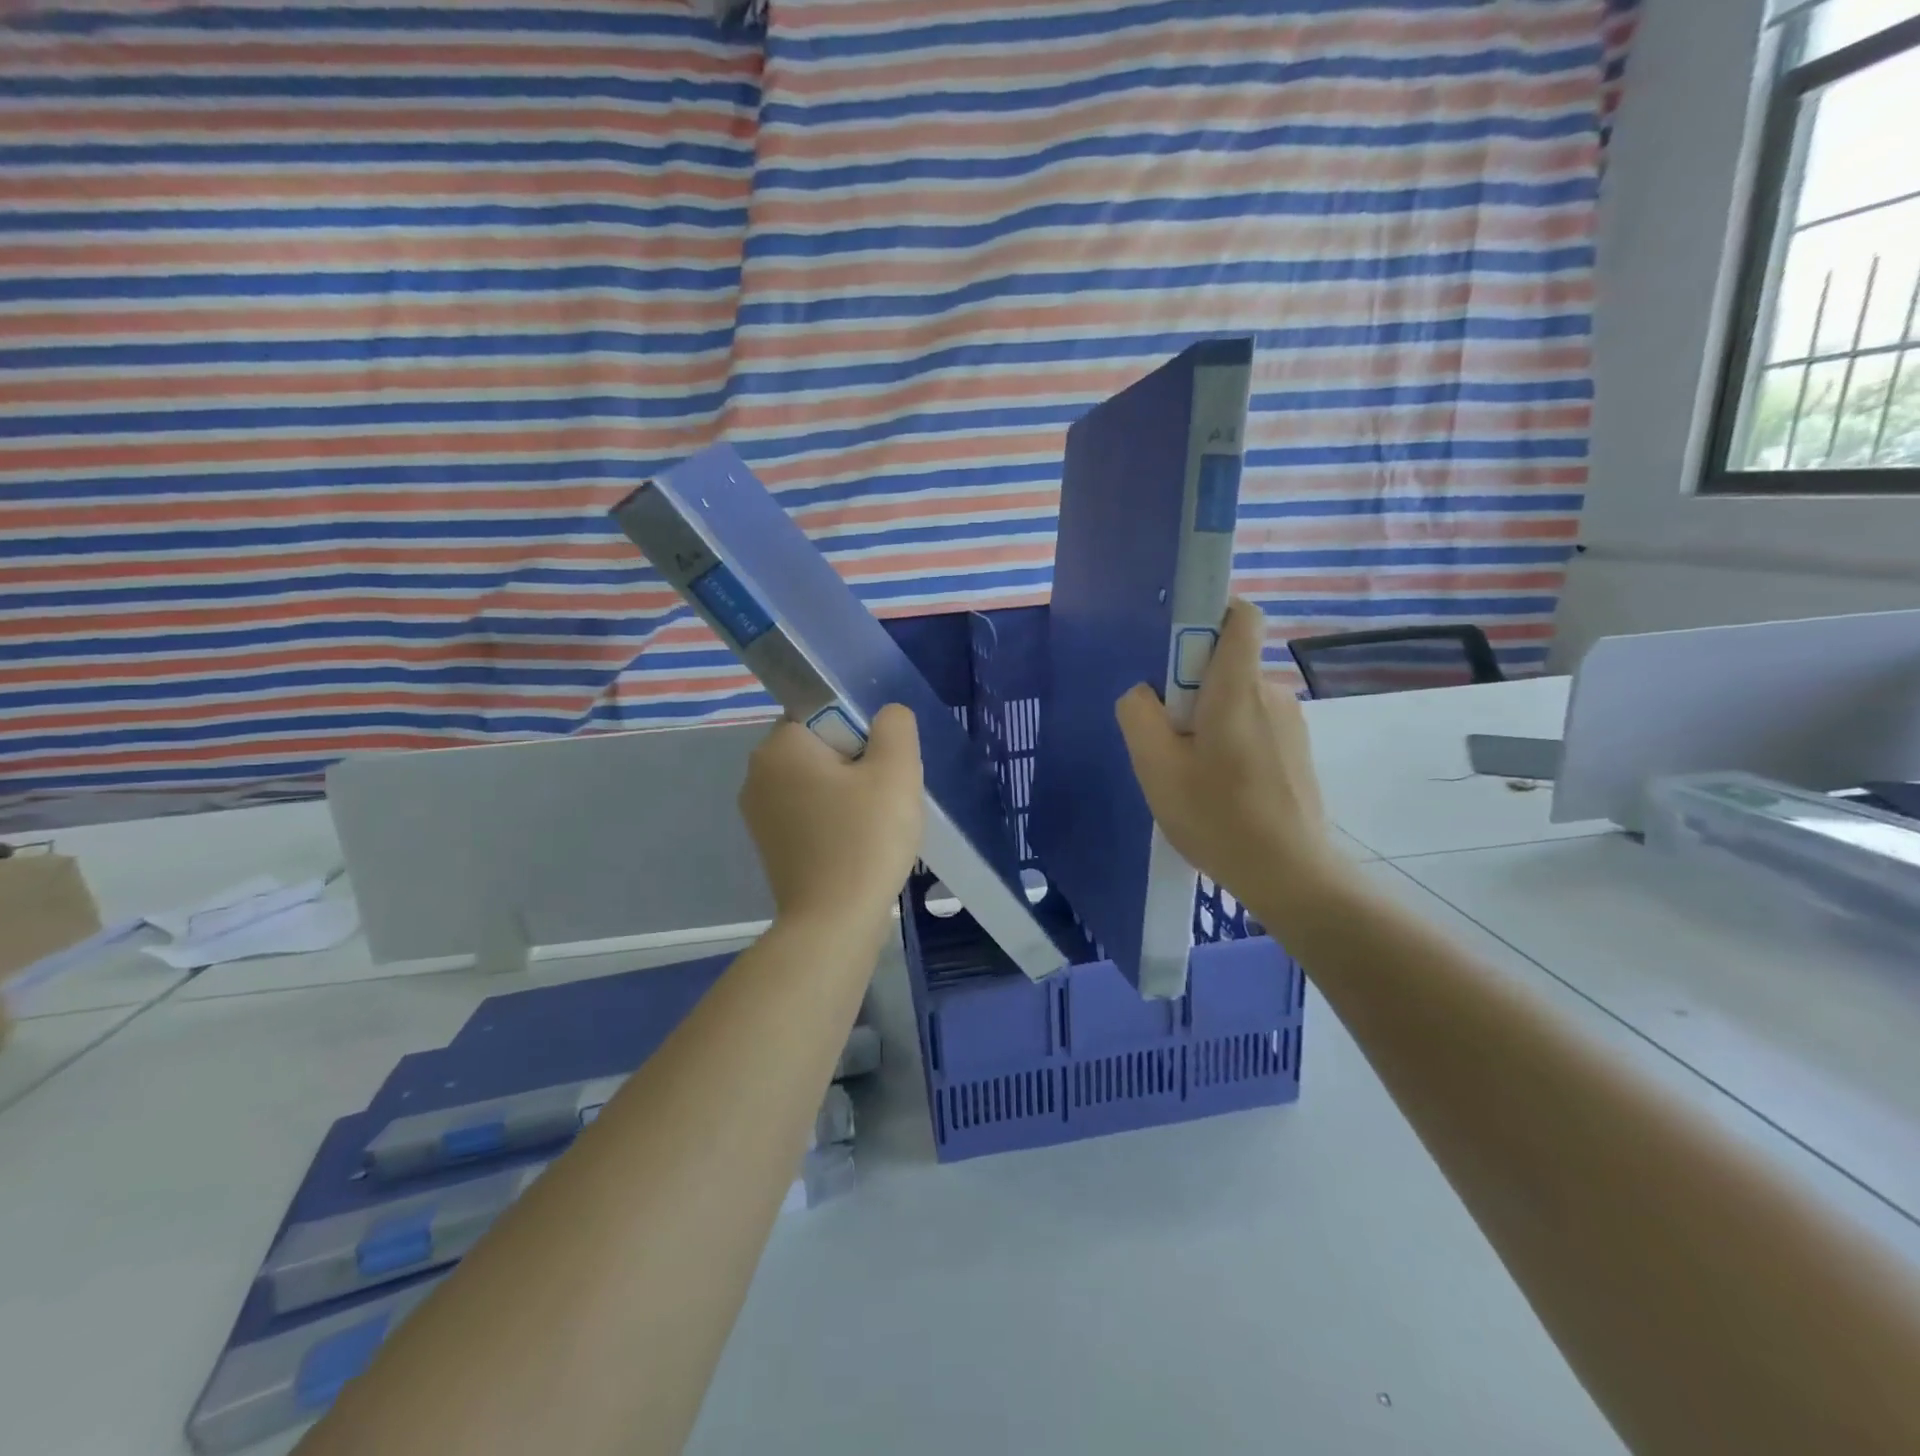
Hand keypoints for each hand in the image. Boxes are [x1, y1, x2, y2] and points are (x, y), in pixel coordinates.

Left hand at [739, 704, 924, 928]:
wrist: (834, 923)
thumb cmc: (865, 839)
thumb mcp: (896, 770)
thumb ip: (895, 726)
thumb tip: (886, 717)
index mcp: (779, 747)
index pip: (825, 713)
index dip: (862, 734)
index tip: (881, 768)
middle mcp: (757, 774)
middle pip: (821, 748)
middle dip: (858, 765)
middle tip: (885, 797)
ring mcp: (759, 814)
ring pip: (818, 783)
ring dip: (849, 795)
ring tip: (875, 825)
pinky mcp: (770, 845)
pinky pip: (810, 814)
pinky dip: (834, 822)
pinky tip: (857, 846)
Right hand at [1115, 599, 1342, 914]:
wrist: (1289, 874)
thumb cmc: (1217, 815)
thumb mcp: (1156, 766)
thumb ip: (1138, 714)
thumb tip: (1144, 693)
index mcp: (1237, 687)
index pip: (1240, 615)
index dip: (1210, 614)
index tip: (1177, 648)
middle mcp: (1271, 692)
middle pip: (1226, 664)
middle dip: (1191, 688)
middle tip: (1168, 740)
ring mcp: (1290, 723)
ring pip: (1236, 700)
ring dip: (1209, 721)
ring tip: (1192, 774)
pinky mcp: (1297, 751)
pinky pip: (1253, 726)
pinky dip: (1230, 742)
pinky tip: (1219, 789)